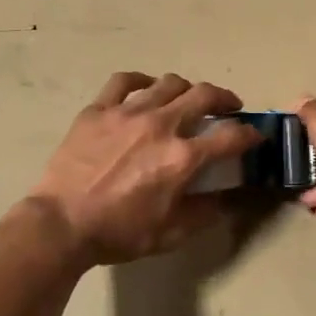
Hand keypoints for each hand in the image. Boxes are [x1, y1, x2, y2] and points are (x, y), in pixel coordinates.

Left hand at [28, 73, 259, 266]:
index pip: (231, 137)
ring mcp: (127, 112)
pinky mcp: (98, 109)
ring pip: (168, 83)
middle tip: (228, 108)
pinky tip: (145, 89)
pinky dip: (141, 81)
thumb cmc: (118, 233)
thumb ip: (205, 213)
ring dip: (186, 89)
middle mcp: (161, 125)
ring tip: (187, 99)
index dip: (250, 135)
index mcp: (182, 157)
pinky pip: (124, 81)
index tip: (255, 136)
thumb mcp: (171, 234)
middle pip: (204, 95)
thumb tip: (226, 199)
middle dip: (225, 99)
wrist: (61, 224)